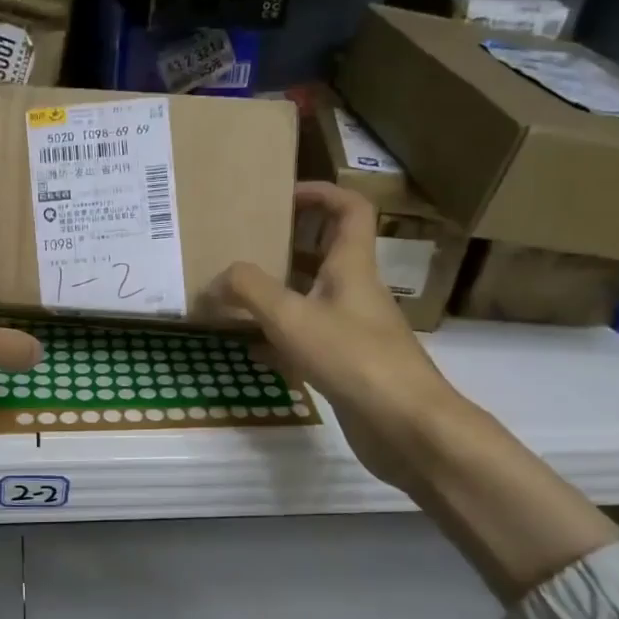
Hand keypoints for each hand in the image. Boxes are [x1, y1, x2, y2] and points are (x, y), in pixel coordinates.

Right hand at [206, 182, 465, 488]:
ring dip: (279, 294)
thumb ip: (248, 290)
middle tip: (247, 248)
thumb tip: (214, 282)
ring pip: (313, 299)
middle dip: (288, 246)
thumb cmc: (352, 357)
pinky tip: (252, 351)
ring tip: (237, 297)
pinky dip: (281, 339)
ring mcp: (354, 330)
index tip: (283, 195)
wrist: (405, 425)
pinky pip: (309, 339)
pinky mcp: (347, 365)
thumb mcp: (291, 316)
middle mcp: (356, 292)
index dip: (321, 193)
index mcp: (352, 266)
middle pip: (326, 253)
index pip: (350, 209)